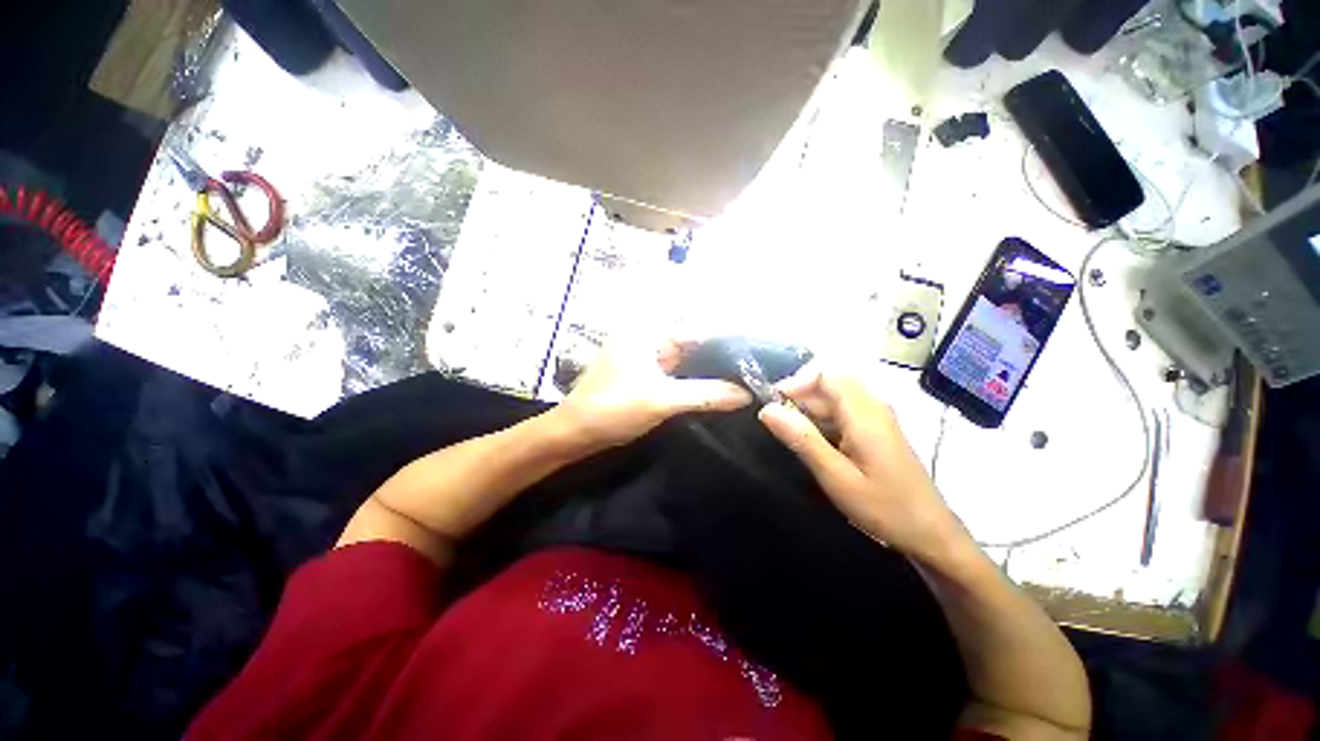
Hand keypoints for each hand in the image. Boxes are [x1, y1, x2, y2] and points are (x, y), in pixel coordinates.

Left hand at [556, 337, 752, 449]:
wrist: (574, 435)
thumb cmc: (611, 409)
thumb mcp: (660, 400)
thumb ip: (705, 394)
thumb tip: (747, 393)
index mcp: (646, 331)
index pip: (695, 330)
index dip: (725, 343)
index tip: (756, 356)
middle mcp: (647, 339)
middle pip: (692, 345)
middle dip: (719, 358)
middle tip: (754, 371)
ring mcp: (646, 359)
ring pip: (686, 361)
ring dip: (708, 371)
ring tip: (743, 381)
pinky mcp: (646, 377)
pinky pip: (677, 375)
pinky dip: (694, 382)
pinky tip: (717, 391)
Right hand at [758, 368, 969, 565]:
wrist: (929, 534)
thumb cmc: (884, 507)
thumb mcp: (836, 476)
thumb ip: (802, 439)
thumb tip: (767, 410)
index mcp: (865, 414)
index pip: (825, 375)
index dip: (795, 383)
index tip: (773, 405)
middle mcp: (873, 407)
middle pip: (828, 385)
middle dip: (799, 398)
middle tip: (777, 424)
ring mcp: (877, 418)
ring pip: (834, 398)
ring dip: (809, 411)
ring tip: (790, 436)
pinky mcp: (876, 430)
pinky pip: (842, 412)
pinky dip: (822, 421)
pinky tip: (813, 444)